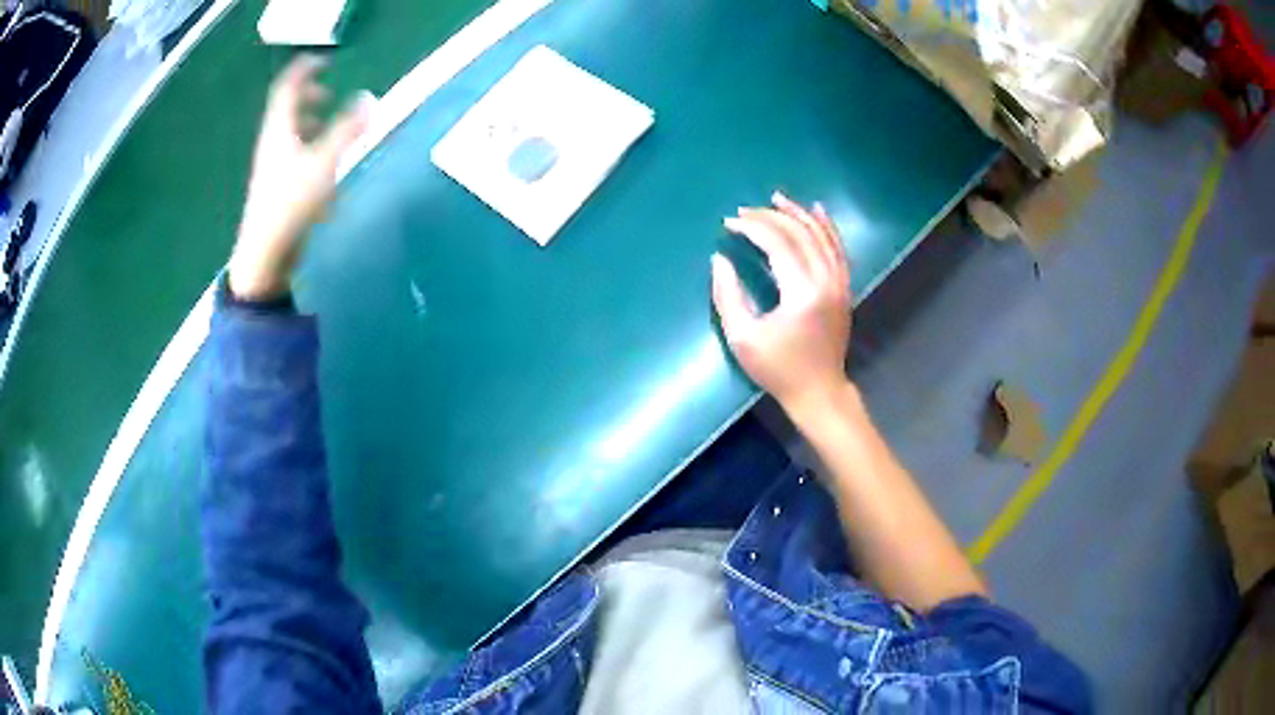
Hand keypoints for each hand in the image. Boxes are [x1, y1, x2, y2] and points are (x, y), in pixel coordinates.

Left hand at [228, 55, 372, 300]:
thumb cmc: (291, 204)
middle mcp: (272, 145)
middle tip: (327, 95)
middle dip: (306, 98)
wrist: (265, 255)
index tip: (323, 61)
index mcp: (279, 131)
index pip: (287, 88)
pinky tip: (321, 165)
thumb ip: (348, 130)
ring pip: (287, 135)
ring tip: (325, 125)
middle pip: (285, 111)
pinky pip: (290, 156)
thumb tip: (369, 99)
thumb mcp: (324, 163)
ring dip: (306, 123)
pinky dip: (305, 148)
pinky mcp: (275, 190)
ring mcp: (271, 169)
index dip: (304, 71)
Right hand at [711, 192, 851, 415]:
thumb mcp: (743, 338)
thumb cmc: (778, 369)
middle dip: (769, 217)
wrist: (819, 392)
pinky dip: (827, 227)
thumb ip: (728, 295)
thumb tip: (719, 259)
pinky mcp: (844, 288)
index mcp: (802, 293)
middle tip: (744, 211)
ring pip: (822, 236)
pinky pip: (838, 249)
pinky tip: (817, 211)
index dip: (752, 227)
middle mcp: (826, 281)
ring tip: (777, 198)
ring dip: (799, 214)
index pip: (777, 243)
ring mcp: (840, 283)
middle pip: (799, 234)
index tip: (728, 223)